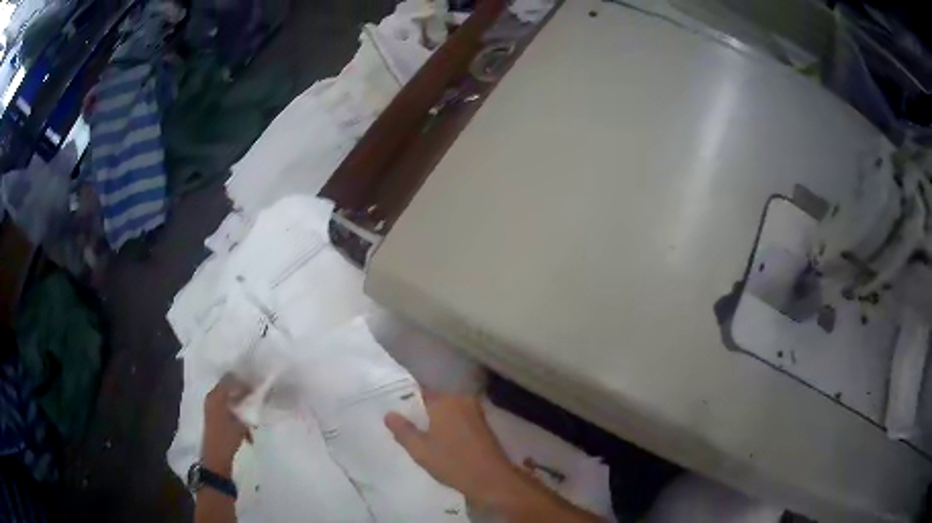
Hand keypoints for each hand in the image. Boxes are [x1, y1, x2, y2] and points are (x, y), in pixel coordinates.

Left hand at [202, 375, 250, 475]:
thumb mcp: (240, 423)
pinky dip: (239, 418)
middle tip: (259, 398)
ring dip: (243, 407)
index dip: (244, 380)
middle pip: (230, 389)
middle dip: (244, 393)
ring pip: (230, 401)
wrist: (216, 457)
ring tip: (255, 419)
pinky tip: (249, 433)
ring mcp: (213, 409)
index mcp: (216, 396)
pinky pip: (229, 411)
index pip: (230, 379)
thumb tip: (256, 398)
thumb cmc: (226, 437)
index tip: (257, 385)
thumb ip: (247, 408)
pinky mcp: (215, 419)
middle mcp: (212, 399)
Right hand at [384, 392, 520, 507]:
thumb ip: (403, 430)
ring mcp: (475, 411)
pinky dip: (450, 427)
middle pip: (435, 401)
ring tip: (422, 437)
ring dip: (436, 421)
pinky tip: (442, 443)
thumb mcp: (420, 450)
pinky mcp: (484, 424)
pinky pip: (460, 419)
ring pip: (448, 411)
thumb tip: (389, 413)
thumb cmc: (453, 463)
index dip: (406, 402)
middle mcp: (461, 400)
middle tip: (405, 428)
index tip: (394, 411)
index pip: (419, 393)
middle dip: (421, 413)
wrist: (492, 479)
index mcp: (445, 401)